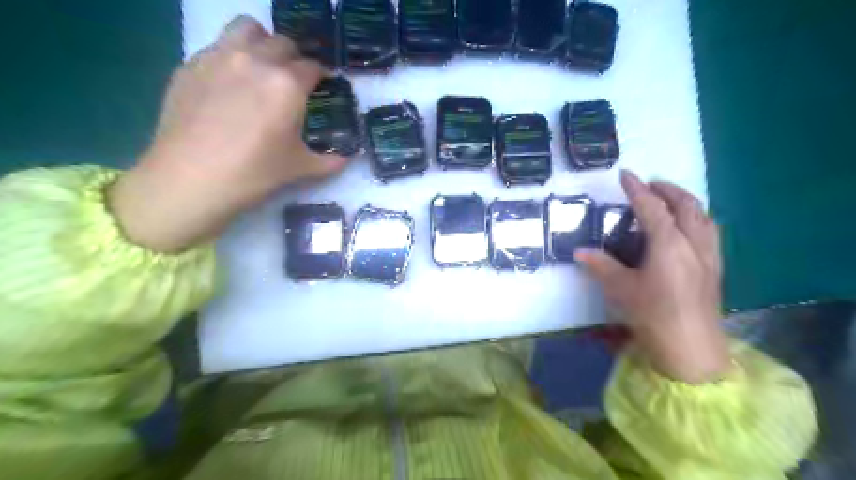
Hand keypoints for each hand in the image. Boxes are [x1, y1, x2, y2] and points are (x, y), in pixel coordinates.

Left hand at [109, 14, 343, 251]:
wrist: (190, 179)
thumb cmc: (254, 173)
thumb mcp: (300, 168)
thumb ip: (331, 161)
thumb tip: (351, 158)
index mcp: (287, 85)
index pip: (313, 67)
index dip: (321, 77)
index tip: (321, 87)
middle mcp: (256, 61)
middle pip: (283, 43)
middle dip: (295, 60)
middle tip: (293, 83)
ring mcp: (219, 57)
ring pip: (247, 29)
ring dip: (262, 43)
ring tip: (262, 67)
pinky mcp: (190, 65)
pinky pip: (218, 46)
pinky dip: (231, 56)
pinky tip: (229, 85)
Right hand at [575, 171, 727, 384]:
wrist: (691, 348)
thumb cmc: (653, 315)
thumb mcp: (621, 289)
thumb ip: (601, 265)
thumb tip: (580, 251)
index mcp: (668, 244)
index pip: (652, 207)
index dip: (637, 189)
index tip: (626, 174)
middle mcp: (693, 242)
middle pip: (685, 204)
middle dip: (667, 189)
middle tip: (649, 183)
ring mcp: (709, 254)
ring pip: (703, 215)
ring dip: (685, 200)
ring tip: (669, 199)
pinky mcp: (716, 267)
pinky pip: (710, 230)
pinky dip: (698, 217)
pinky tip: (688, 226)